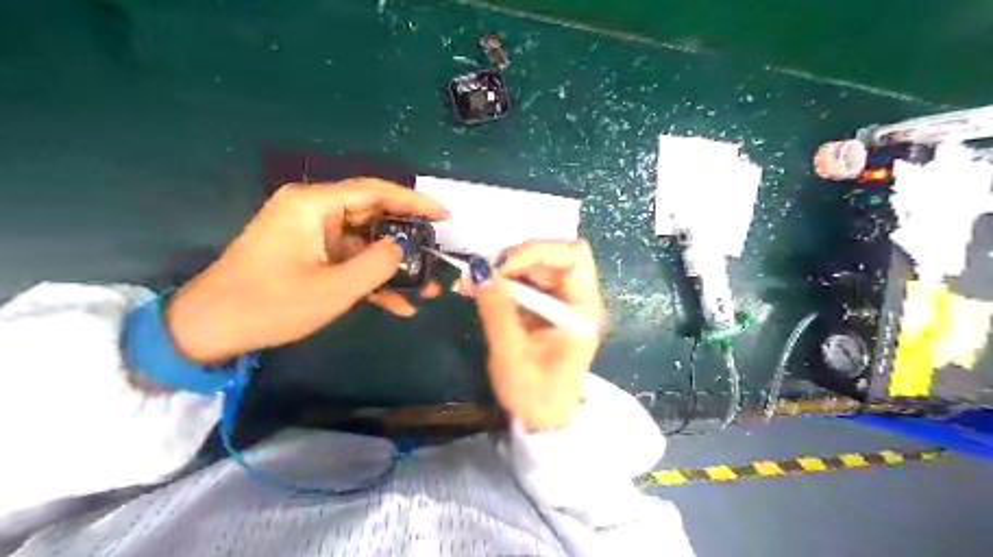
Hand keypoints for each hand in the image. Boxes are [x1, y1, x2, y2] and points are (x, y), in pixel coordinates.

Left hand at [166, 175, 445, 359]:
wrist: (209, 330)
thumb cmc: (270, 305)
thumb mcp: (334, 288)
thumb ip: (378, 264)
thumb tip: (404, 248)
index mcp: (314, 205)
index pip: (375, 191)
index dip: (414, 202)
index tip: (446, 216)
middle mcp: (313, 211)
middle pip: (373, 216)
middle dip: (407, 240)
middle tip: (438, 255)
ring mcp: (311, 235)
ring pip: (365, 243)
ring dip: (392, 267)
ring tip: (426, 289)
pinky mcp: (309, 255)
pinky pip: (348, 260)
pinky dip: (371, 279)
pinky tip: (399, 305)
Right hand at [458, 240, 604, 430]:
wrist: (541, 424)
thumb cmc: (533, 395)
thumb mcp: (511, 353)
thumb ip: (496, 309)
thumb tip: (478, 268)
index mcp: (583, 309)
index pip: (572, 255)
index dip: (537, 251)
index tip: (501, 267)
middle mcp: (578, 299)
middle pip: (553, 256)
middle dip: (514, 259)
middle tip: (480, 273)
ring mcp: (563, 303)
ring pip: (535, 267)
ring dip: (503, 270)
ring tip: (471, 283)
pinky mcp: (547, 309)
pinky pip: (526, 283)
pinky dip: (503, 282)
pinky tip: (479, 290)